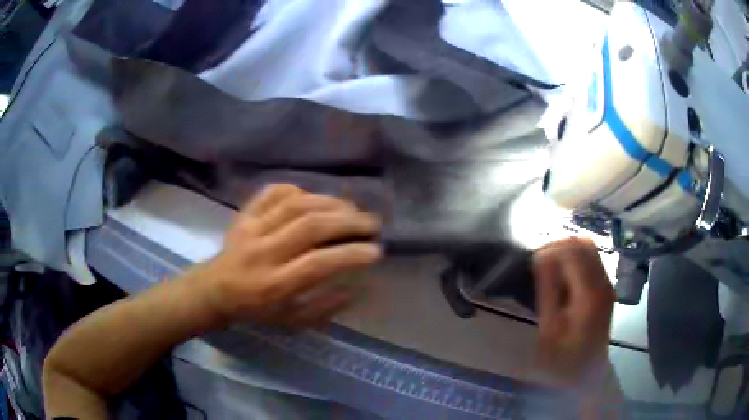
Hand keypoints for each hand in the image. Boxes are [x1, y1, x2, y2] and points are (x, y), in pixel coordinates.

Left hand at [190, 184, 381, 328]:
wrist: (215, 290)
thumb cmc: (257, 309)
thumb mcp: (293, 321)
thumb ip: (326, 306)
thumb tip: (359, 286)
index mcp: (274, 285)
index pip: (318, 263)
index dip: (350, 254)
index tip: (375, 251)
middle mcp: (262, 252)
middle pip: (309, 226)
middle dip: (347, 221)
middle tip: (371, 224)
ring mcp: (251, 228)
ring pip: (295, 204)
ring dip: (330, 202)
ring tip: (351, 208)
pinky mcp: (244, 214)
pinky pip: (273, 192)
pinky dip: (298, 190)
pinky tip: (313, 199)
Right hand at [533, 237, 614, 388]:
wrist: (589, 372)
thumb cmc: (565, 357)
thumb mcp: (549, 329)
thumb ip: (547, 291)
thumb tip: (541, 257)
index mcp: (589, 294)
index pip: (572, 251)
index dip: (550, 248)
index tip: (532, 259)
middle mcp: (603, 282)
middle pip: (583, 243)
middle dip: (558, 244)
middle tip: (539, 260)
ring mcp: (607, 282)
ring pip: (589, 247)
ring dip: (567, 249)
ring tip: (550, 264)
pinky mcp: (606, 285)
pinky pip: (592, 258)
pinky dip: (576, 257)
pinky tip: (563, 273)